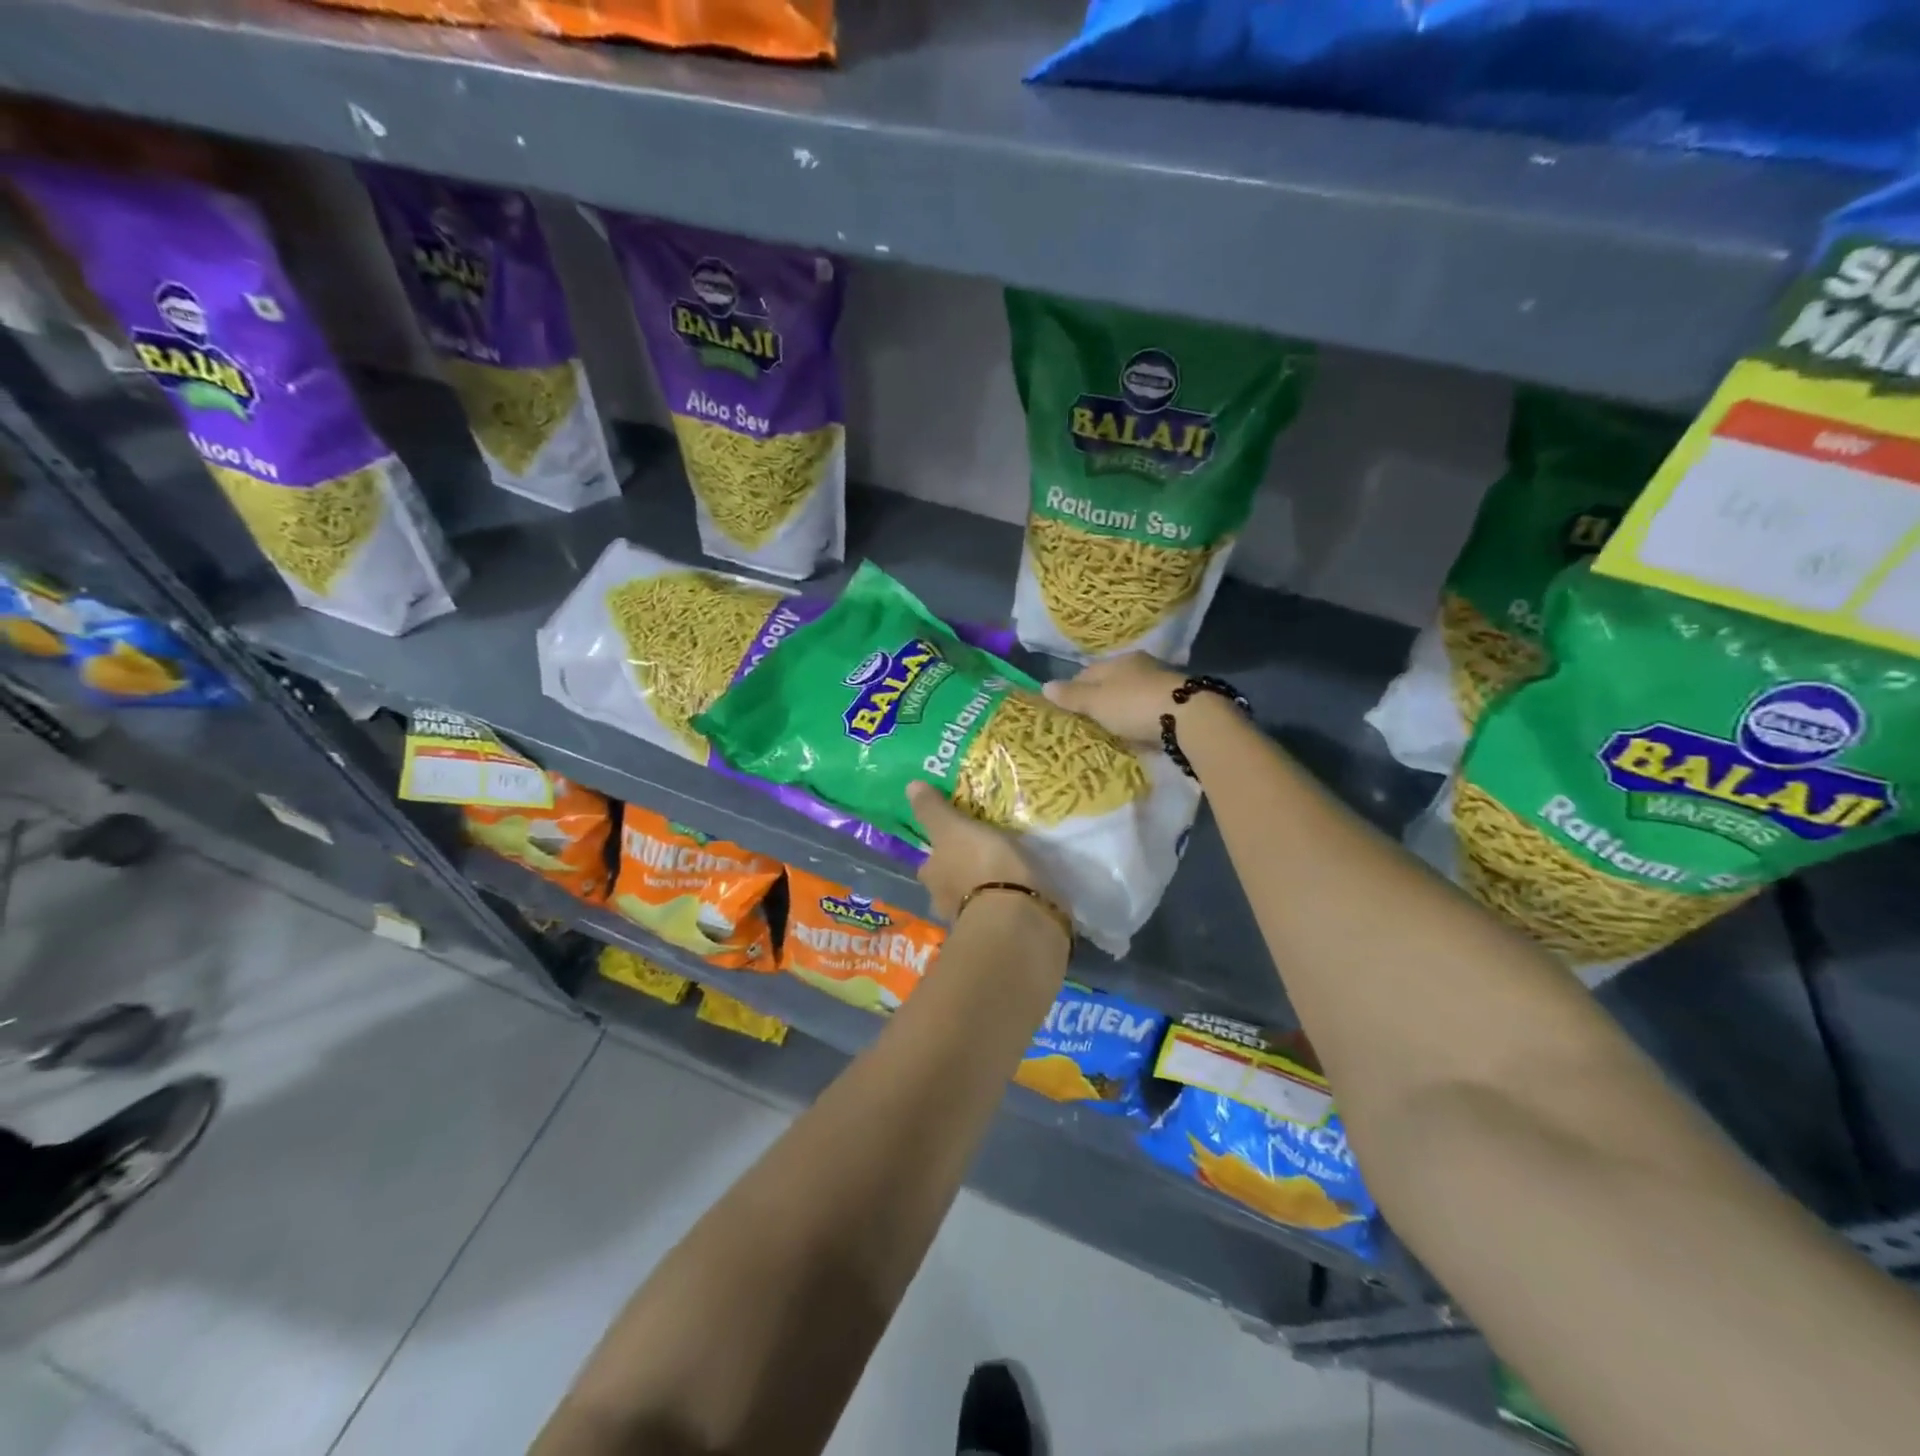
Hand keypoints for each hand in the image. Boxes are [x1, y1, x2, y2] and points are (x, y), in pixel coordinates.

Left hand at [907, 781, 1053, 923]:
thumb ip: (933, 811)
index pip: (928, 864)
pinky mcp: (1000, 932)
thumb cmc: (979, 864)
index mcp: (931, 876)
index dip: (937, 854)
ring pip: (972, 900)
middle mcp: (943, 902)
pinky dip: (1004, 902)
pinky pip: (998, 911)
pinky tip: (1018, 892)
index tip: (952, 842)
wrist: (1014, 914)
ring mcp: (971, 921)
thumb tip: (910, 786)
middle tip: (980, 855)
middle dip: (960, 873)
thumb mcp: (953, 828)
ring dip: (983, 889)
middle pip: (947, 884)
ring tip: (1003, 873)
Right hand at [1040, 653, 1185, 744]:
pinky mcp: (1177, 704)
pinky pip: (1149, 711)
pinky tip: (1136, 733)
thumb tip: (1044, 686)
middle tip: (1087, 721)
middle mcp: (1142, 667)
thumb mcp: (1097, 701)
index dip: (1074, 688)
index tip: (1065, 707)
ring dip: (1122, 710)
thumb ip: (1072, 695)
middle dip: (1099, 699)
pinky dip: (1140, 720)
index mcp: (1120, 661)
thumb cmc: (1134, 704)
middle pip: (1112, 683)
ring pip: (1132, 696)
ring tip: (1110, 729)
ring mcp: (1162, 685)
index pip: (1088, 671)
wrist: (1189, 719)